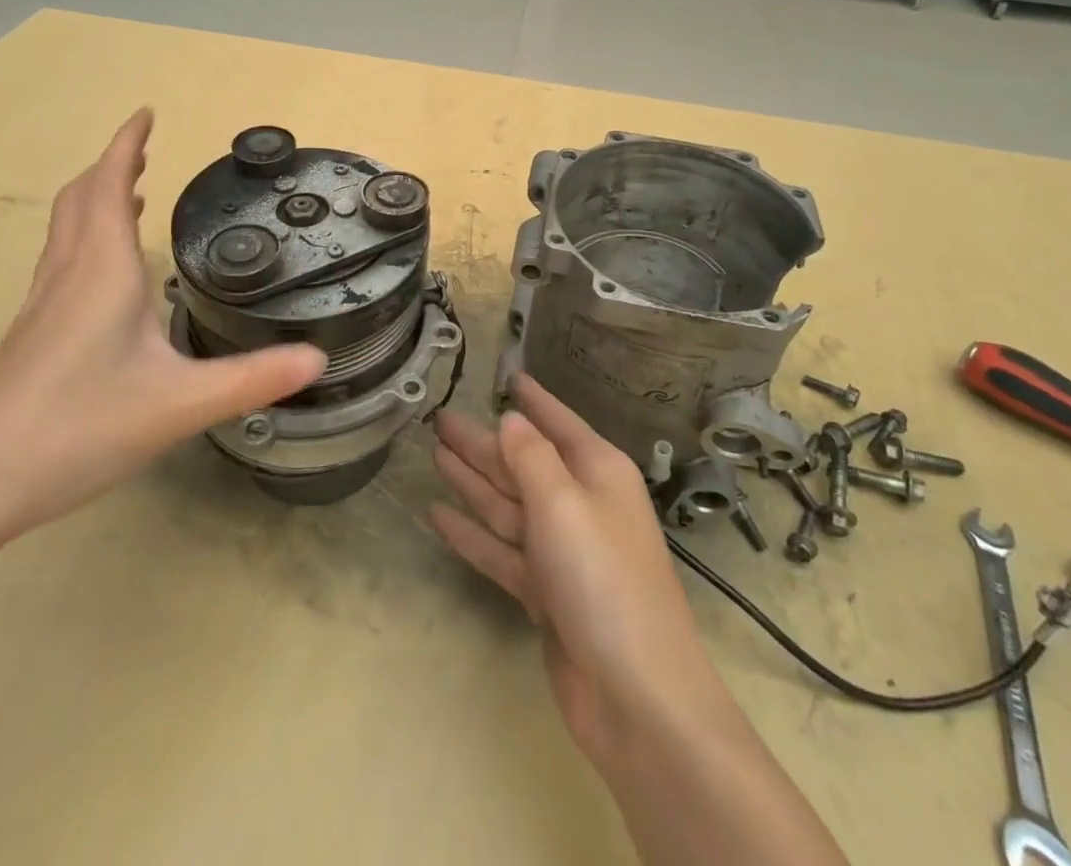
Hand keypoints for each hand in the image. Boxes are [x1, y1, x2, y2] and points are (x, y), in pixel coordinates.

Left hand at [0, 109, 325, 544]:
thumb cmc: (77, 429)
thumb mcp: (179, 404)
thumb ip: (252, 379)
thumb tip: (318, 356)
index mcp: (102, 272)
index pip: (108, 186)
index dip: (126, 145)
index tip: (145, 114)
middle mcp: (67, 275)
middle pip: (80, 199)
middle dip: (110, 166)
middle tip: (143, 151)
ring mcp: (40, 305)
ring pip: (64, 230)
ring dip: (93, 199)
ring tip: (125, 194)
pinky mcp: (30, 335)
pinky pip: (59, 261)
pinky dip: (83, 237)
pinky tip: (100, 273)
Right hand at [430, 376, 734, 767]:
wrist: (636, 696)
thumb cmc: (602, 578)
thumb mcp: (563, 502)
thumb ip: (531, 456)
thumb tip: (511, 419)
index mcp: (597, 472)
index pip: (558, 422)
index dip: (534, 399)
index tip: (509, 375)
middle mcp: (580, 504)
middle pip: (523, 463)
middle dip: (483, 441)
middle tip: (440, 418)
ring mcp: (562, 551)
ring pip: (508, 504)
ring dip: (471, 481)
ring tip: (434, 453)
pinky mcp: (545, 593)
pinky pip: (501, 549)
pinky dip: (471, 533)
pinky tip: (437, 515)